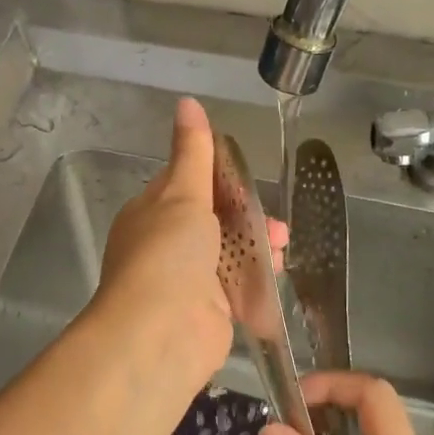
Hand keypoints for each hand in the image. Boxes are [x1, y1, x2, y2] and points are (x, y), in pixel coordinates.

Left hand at [87, 97, 285, 408]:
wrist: (162, 333)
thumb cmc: (168, 253)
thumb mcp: (182, 193)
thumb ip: (193, 151)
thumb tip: (187, 101)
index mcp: (151, 214)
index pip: (186, 185)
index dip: (219, 179)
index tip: (247, 176)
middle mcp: (167, 246)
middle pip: (215, 222)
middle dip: (248, 217)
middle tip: (276, 223)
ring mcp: (189, 282)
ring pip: (232, 254)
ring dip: (260, 247)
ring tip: (282, 247)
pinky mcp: (211, 312)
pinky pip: (240, 288)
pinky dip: (259, 279)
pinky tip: (278, 272)